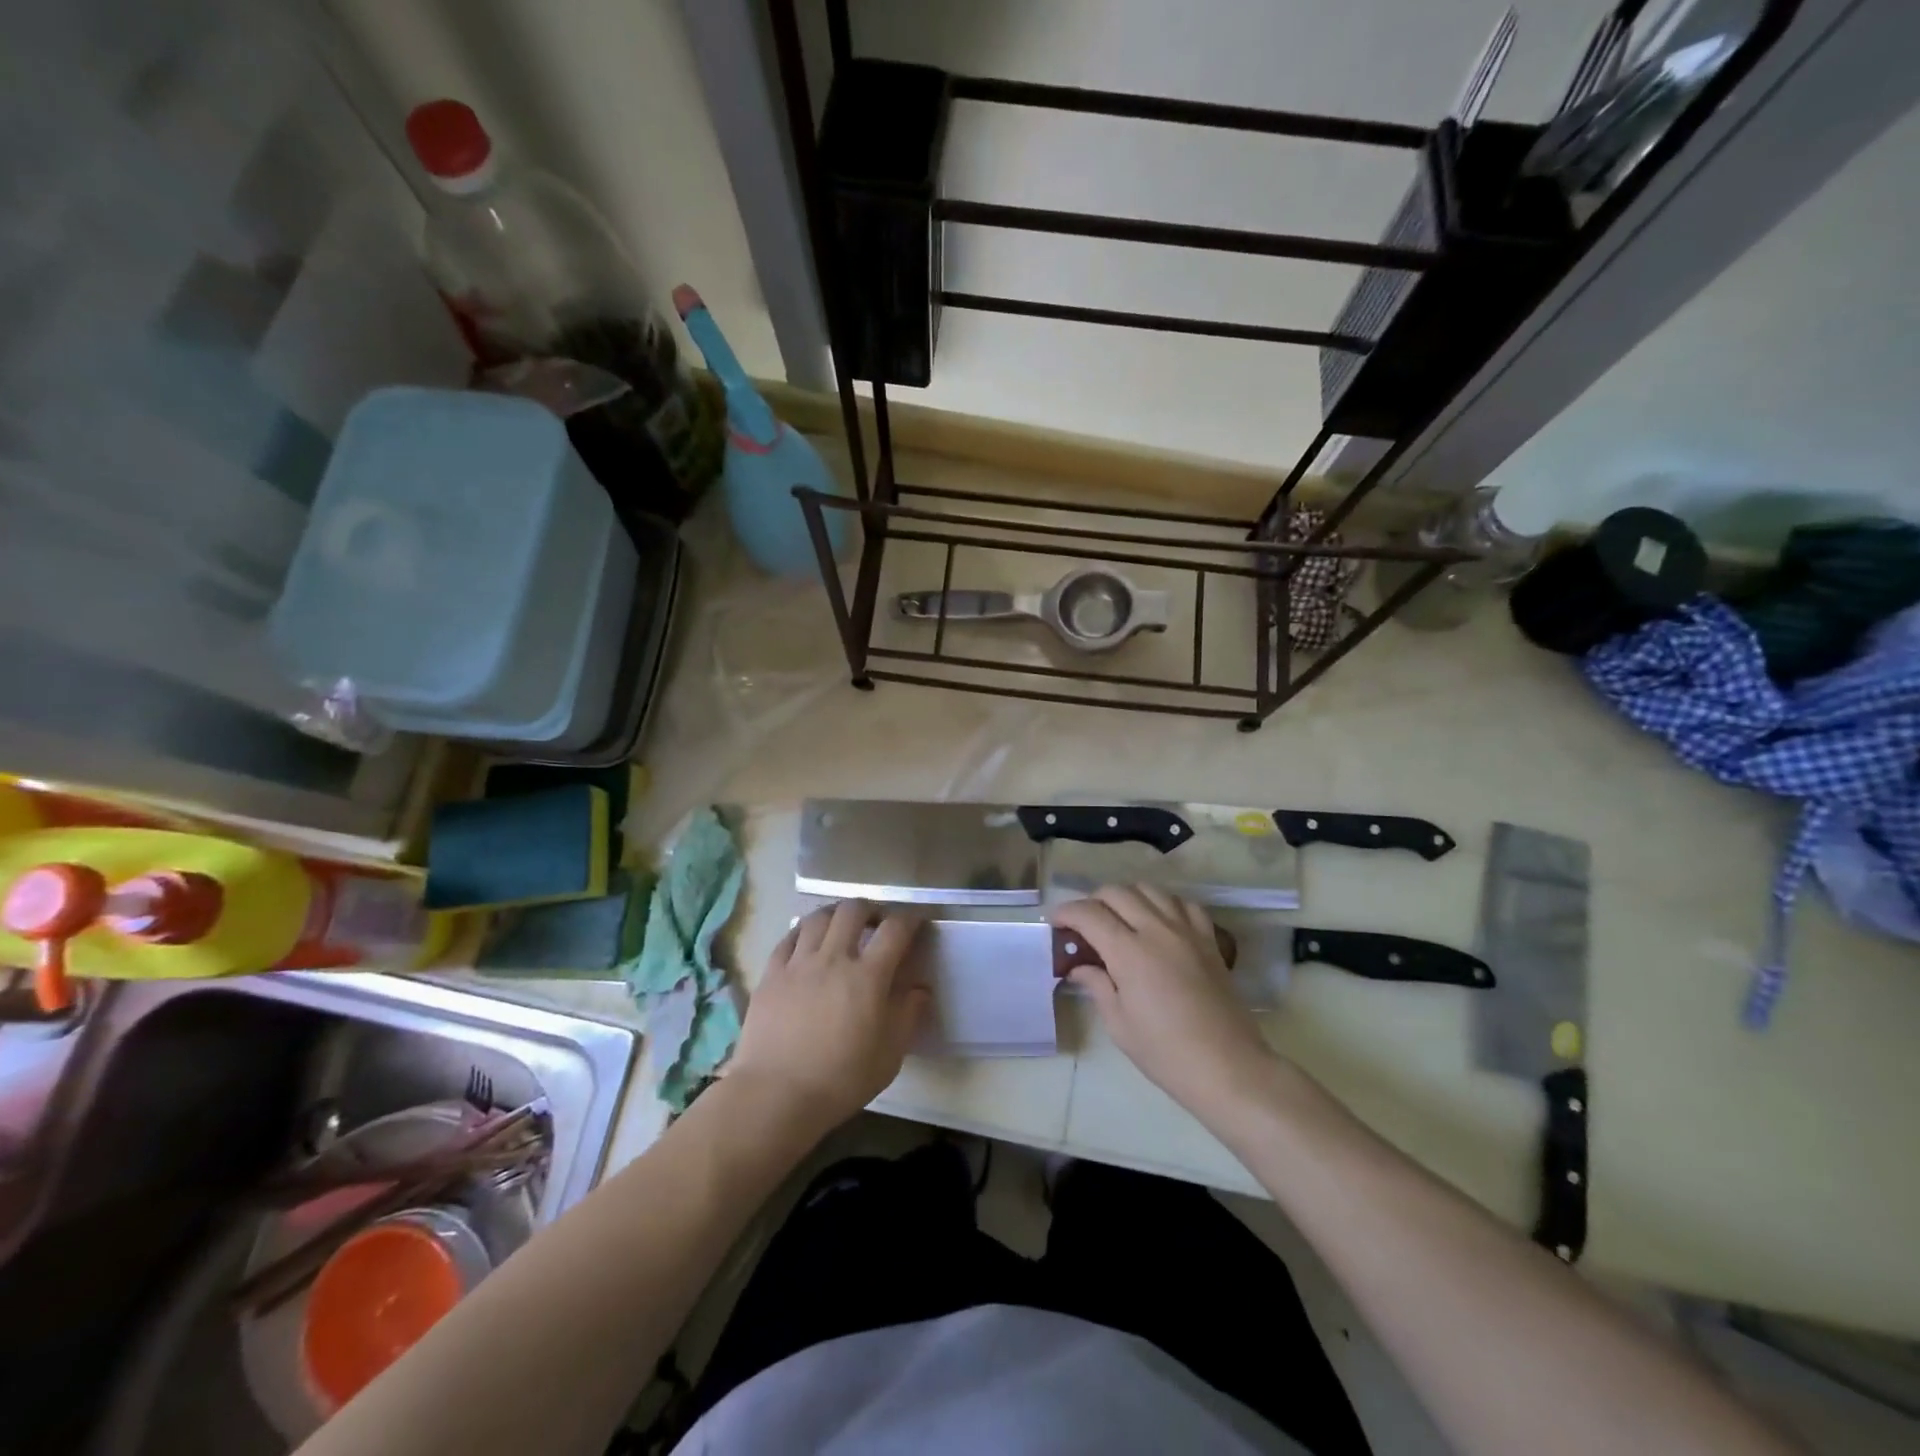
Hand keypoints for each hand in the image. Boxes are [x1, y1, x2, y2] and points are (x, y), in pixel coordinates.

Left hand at [730, 900, 927, 1134]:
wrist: (775, 1096)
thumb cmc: (840, 1080)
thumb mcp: (889, 1056)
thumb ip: (907, 1015)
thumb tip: (920, 988)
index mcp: (868, 977)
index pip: (895, 929)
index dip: (910, 918)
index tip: (916, 921)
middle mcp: (833, 958)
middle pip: (853, 910)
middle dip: (870, 909)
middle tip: (875, 923)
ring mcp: (798, 963)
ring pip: (818, 917)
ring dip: (835, 915)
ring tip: (840, 927)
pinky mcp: (771, 974)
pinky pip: (788, 937)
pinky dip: (803, 932)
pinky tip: (807, 942)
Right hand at [1053, 885, 1276, 1118]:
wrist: (1228, 1067)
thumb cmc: (1165, 1053)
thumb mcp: (1119, 1024)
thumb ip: (1097, 985)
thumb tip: (1078, 967)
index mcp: (1129, 952)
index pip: (1089, 914)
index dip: (1066, 913)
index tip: (1055, 922)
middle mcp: (1157, 930)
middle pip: (1117, 893)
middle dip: (1093, 901)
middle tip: (1083, 924)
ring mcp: (1187, 931)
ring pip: (1150, 890)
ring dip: (1127, 896)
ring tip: (1119, 918)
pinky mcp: (1209, 940)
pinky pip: (1184, 904)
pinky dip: (1164, 904)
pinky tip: (1158, 921)